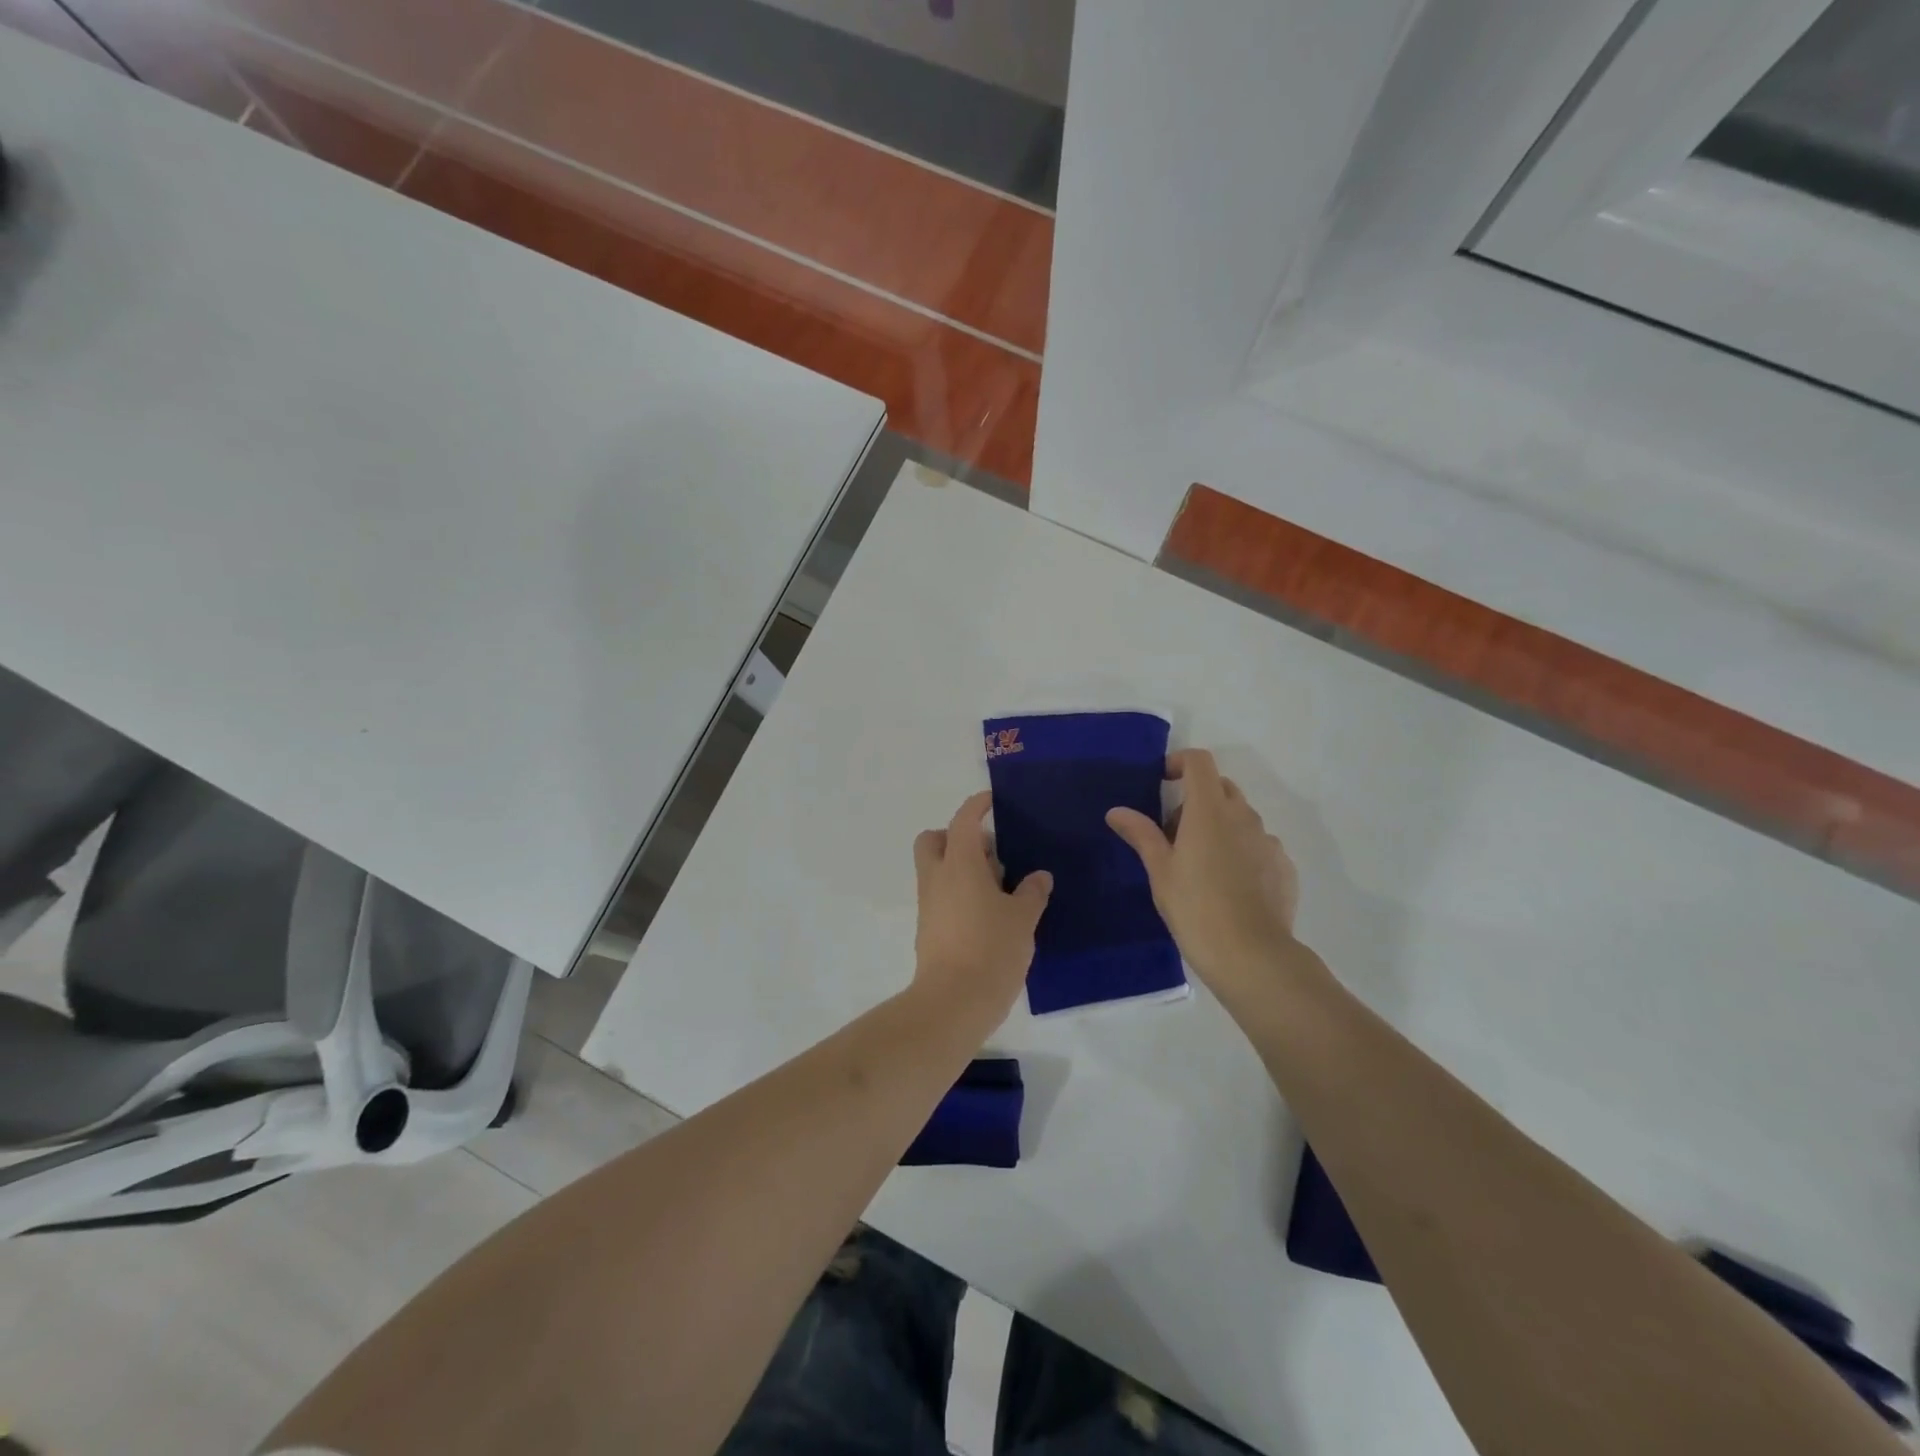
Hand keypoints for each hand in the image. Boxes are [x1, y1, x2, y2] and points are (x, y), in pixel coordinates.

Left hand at [911, 791, 1052, 1029]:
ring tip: (998, 888)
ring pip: (936, 869)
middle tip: (989, 852)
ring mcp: (929, 904)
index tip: (992, 801)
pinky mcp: (928, 928)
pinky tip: (988, 913)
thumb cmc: (991, 949)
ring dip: (960, 867)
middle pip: (933, 840)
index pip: (963, 820)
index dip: (977, 806)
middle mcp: (937, 877)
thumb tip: (1039, 877)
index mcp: (960, 864)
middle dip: (955, 836)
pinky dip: (958, 892)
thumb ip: (1032, 892)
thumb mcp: (1023, 919)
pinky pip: (940, 895)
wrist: (953, 1002)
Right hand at [1106, 750, 1305, 1007]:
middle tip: (1174, 834)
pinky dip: (1241, 850)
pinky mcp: (1284, 866)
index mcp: (1209, 810)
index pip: (1199, 761)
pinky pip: (1259, 844)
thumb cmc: (1195, 907)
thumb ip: (1141, 834)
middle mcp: (1243, 816)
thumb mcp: (1160, 871)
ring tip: (1201, 865)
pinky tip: (1230, 886)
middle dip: (1196, 799)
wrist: (1251, 955)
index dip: (1180, 762)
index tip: (1164, 781)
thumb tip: (1116, 811)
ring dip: (1220, 826)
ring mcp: (1268, 841)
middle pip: (1221, 787)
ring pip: (1241, 817)